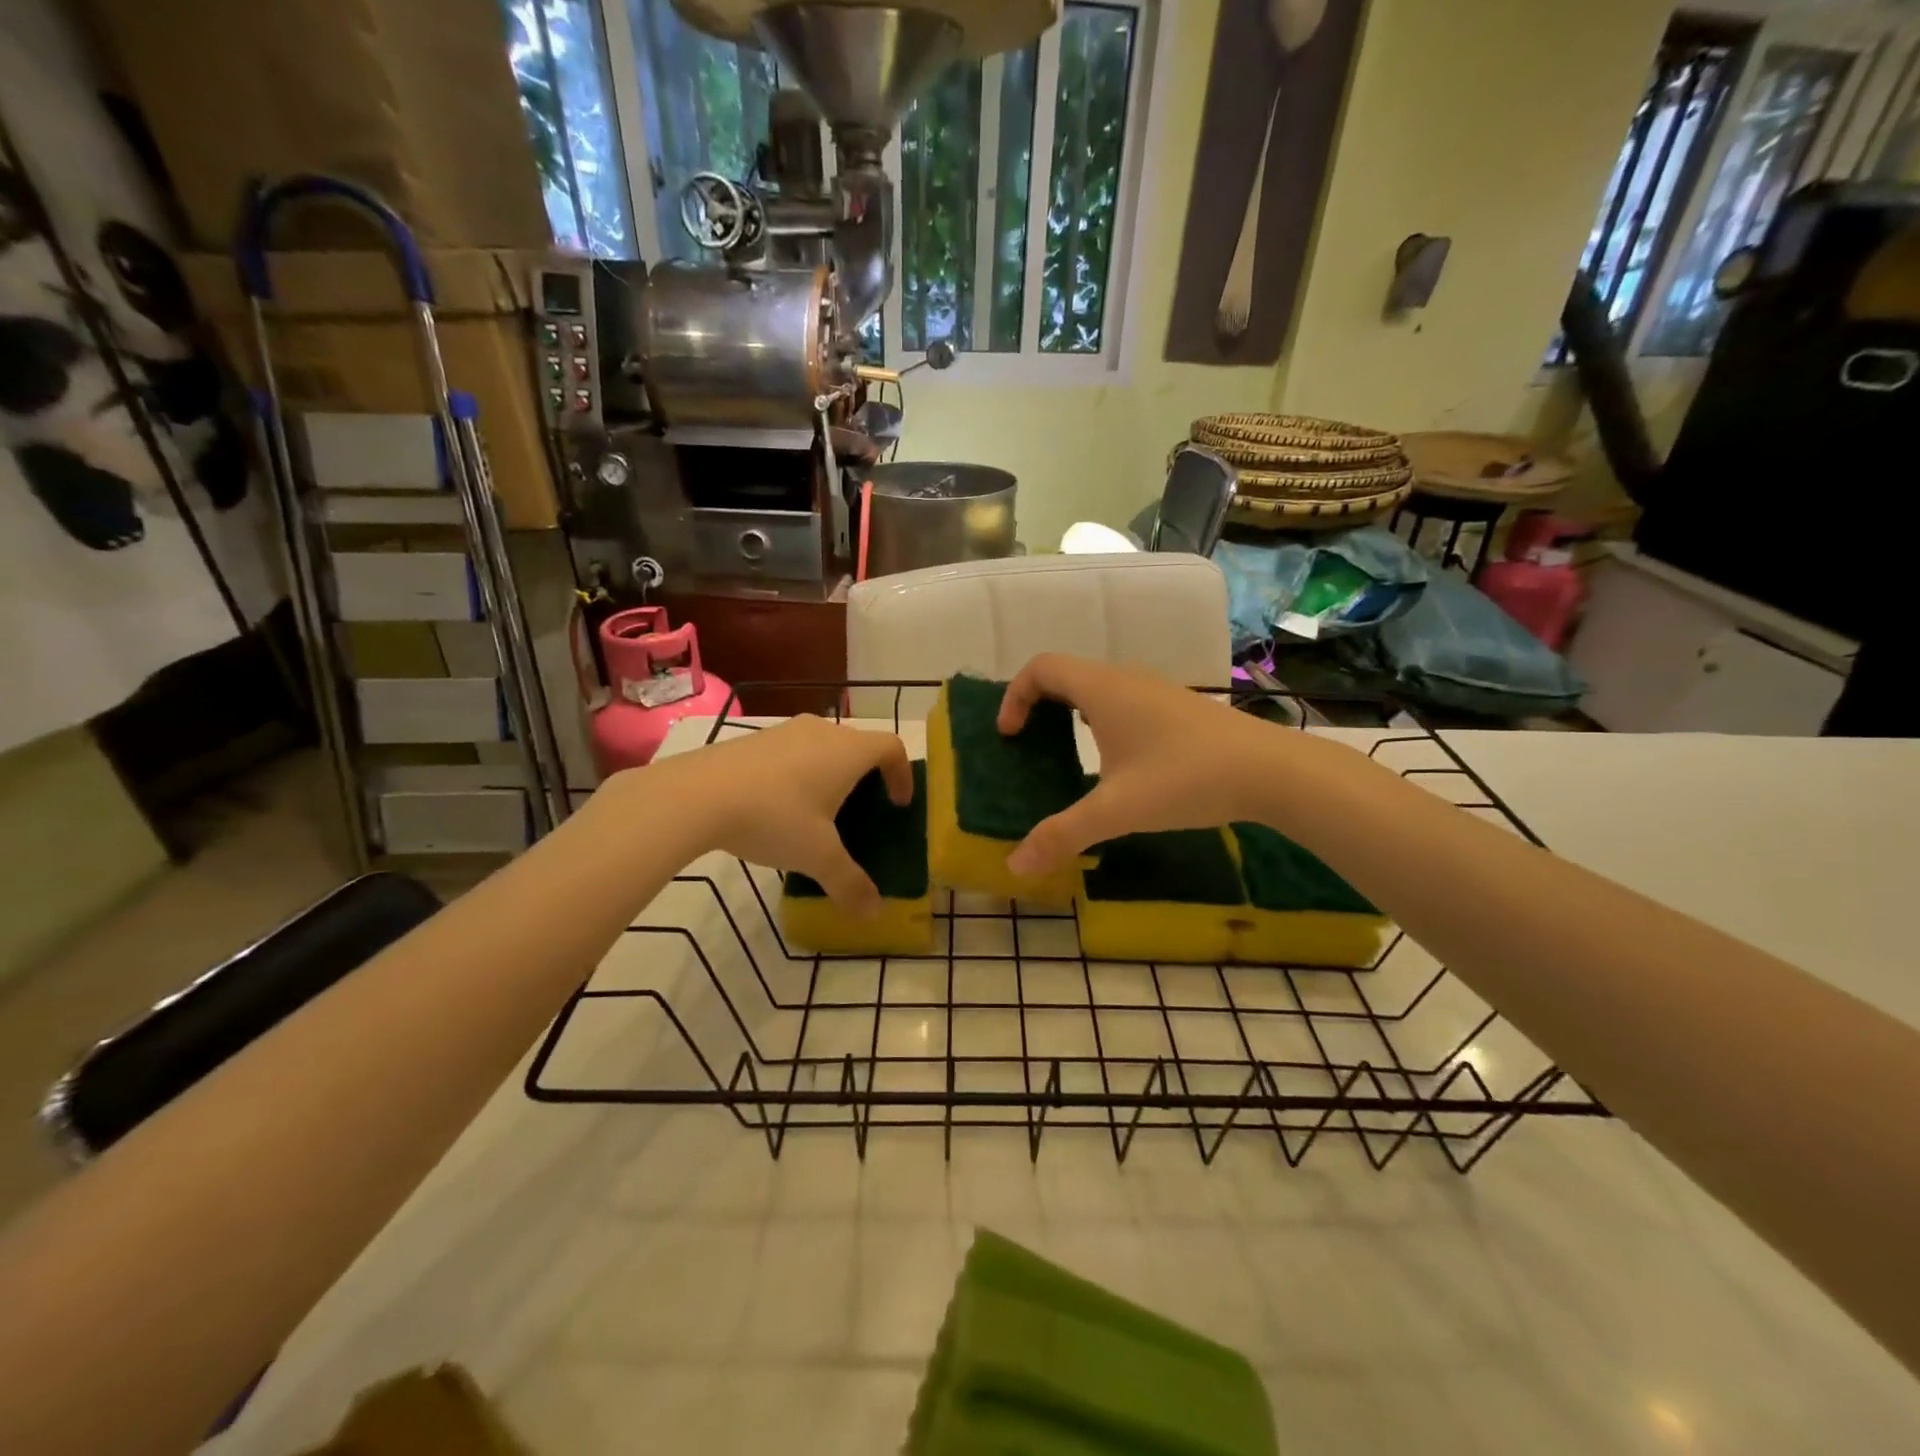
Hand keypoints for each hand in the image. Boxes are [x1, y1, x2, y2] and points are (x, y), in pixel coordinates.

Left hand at [648, 716, 912, 915]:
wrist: (696, 795)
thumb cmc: (774, 817)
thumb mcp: (817, 857)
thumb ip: (849, 883)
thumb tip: (874, 914)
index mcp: (848, 751)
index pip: (892, 746)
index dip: (902, 773)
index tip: (898, 804)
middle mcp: (821, 731)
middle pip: (857, 745)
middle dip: (865, 776)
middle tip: (861, 811)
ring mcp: (784, 731)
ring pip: (822, 747)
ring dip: (829, 774)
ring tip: (818, 812)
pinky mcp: (752, 740)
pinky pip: (790, 752)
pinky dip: (798, 773)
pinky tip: (777, 807)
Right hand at [998, 654, 1321, 875]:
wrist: (1271, 770)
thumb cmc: (1186, 778)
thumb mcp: (1117, 810)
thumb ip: (1062, 835)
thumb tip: (1014, 866)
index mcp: (1102, 689)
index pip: (1041, 667)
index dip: (1014, 696)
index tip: (1009, 736)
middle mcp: (1125, 679)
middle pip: (1065, 674)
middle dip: (1037, 705)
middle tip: (1027, 745)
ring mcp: (1155, 690)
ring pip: (1096, 687)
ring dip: (1069, 711)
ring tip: (1063, 752)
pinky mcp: (1176, 707)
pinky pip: (1121, 700)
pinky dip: (1099, 719)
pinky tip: (1113, 760)